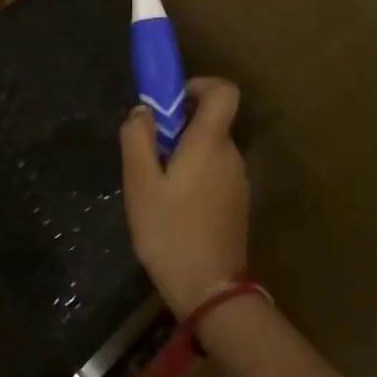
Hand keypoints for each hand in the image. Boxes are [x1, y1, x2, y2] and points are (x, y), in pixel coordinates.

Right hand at [119, 78, 250, 316]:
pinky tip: (173, 209)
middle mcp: (231, 155)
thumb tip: (142, 110)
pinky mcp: (237, 204)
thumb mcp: (140, 184)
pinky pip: (215, 173)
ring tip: (157, 187)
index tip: (171, 102)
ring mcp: (238, 181)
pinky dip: (195, 176)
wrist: (210, 291)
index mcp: (210, 142)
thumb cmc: (170, 232)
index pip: (224, 91)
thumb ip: (138, 139)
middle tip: (149, 154)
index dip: (200, 85)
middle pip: (211, 121)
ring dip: (185, 155)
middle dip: (179, 127)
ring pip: (210, 150)